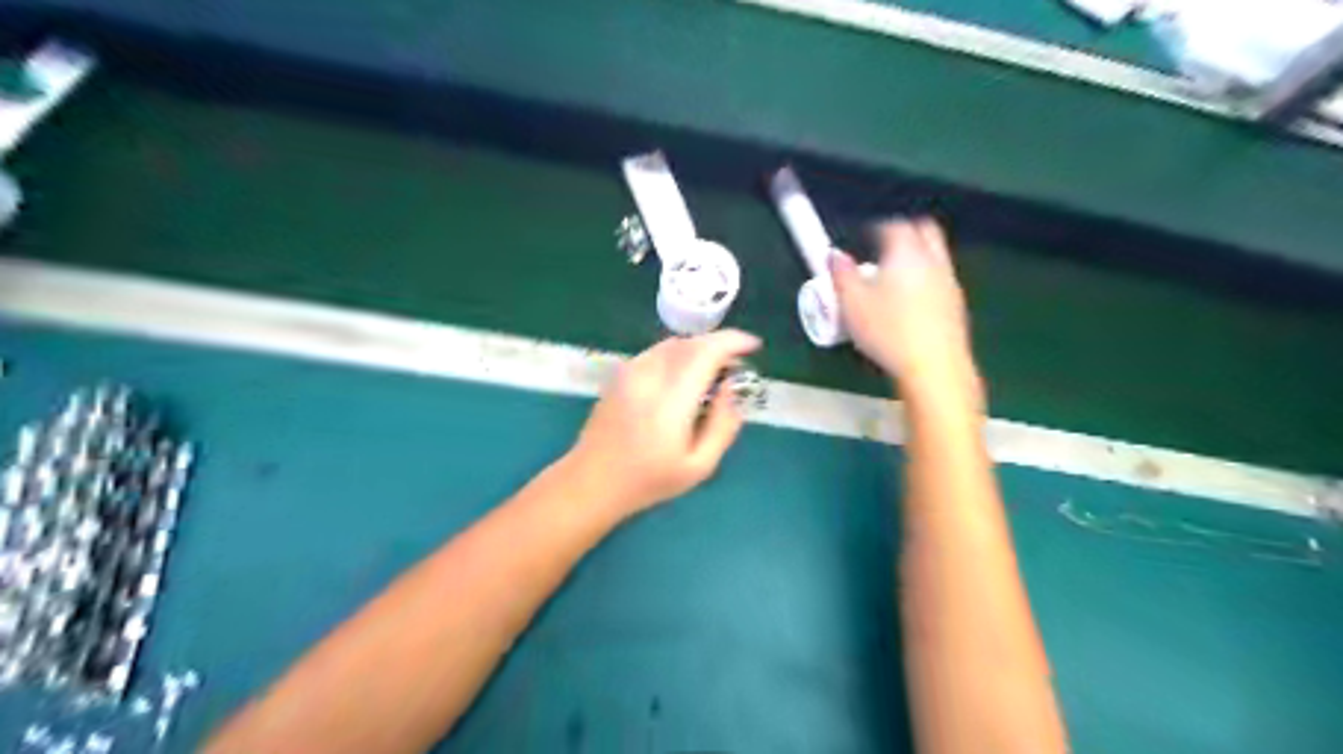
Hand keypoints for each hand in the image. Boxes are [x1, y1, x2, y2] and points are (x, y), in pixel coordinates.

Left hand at [562, 326, 759, 511]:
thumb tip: (732, 388)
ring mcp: (630, 371)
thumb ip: (723, 425)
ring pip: (672, 344)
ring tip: (713, 371)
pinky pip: (656, 352)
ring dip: (698, 349)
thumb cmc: (649, 480)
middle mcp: (649, 376)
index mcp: (671, 400)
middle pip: (691, 342)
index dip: (733, 342)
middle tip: (736, 365)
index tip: (753, 346)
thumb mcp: (700, 466)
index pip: (706, 352)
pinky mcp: (619, 374)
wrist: (592, 481)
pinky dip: (678, 355)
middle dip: (719, 345)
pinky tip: (684, 377)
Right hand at [837, 218, 984, 406]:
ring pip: (935, 255)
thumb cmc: (887, 331)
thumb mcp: (851, 303)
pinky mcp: (957, 306)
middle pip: (925, 231)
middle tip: (883, 247)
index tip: (864, 237)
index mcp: (905, 252)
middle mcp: (932, 260)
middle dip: (905, 232)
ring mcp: (949, 282)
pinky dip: (926, 280)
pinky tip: (910, 303)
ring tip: (894, 277)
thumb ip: (840, 274)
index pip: (894, 225)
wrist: (933, 367)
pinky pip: (940, 279)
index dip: (877, 227)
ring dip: (917, 257)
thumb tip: (834, 255)